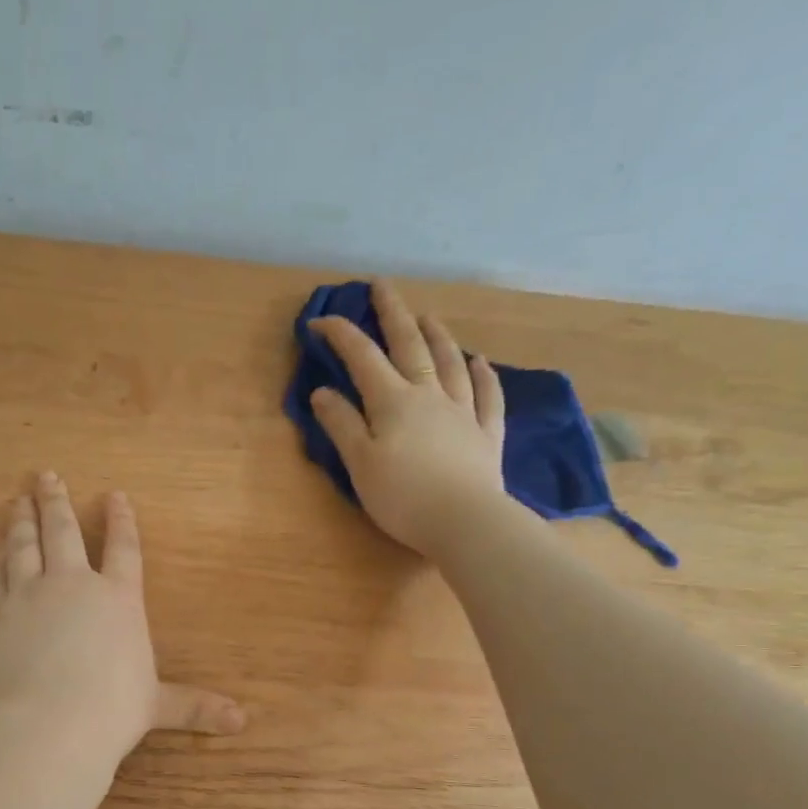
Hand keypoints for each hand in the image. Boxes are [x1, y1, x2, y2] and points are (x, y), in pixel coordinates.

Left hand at [0, 473, 245, 756]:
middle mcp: (72, 584)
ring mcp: (27, 594)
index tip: (114, 495)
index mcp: (118, 599)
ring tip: (19, 499)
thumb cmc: (111, 712)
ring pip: (23, 544)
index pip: (124, 548)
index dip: (121, 520)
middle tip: (47, 476)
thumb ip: (194, 705)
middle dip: (56, 501)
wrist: (46, 726)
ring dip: (21, 519)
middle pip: (63, 531)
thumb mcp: (156, 706)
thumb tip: (242, 721)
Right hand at [308, 278, 505, 555]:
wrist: (465, 522)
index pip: (362, 358)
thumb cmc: (402, 496)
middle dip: (393, 313)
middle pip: (409, 346)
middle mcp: (429, 395)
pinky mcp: (486, 435)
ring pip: (450, 363)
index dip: (340, 335)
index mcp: (392, 401)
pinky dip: (483, 375)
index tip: (319, 321)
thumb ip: (341, 424)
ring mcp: (462, 412)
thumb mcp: (359, 463)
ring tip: (428, 316)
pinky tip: (480, 361)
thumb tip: (322, 391)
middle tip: (382, 286)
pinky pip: (487, 396)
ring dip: (437, 336)